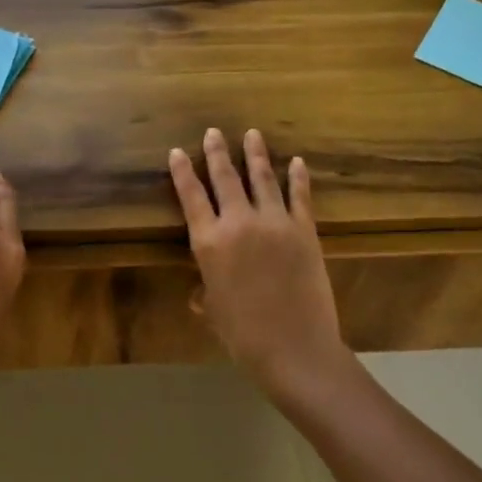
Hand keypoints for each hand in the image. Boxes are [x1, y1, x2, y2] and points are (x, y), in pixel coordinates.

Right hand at [169, 129, 349, 398]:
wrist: (295, 349)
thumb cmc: (244, 336)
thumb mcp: (214, 311)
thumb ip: (205, 293)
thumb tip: (199, 293)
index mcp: (209, 243)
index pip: (191, 197)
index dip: (182, 172)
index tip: (176, 151)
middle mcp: (238, 224)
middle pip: (225, 178)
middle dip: (217, 152)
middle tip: (214, 131)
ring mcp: (275, 223)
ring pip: (262, 179)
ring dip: (256, 154)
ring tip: (252, 134)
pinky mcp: (304, 231)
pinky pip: (299, 196)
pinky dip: (298, 177)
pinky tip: (297, 162)